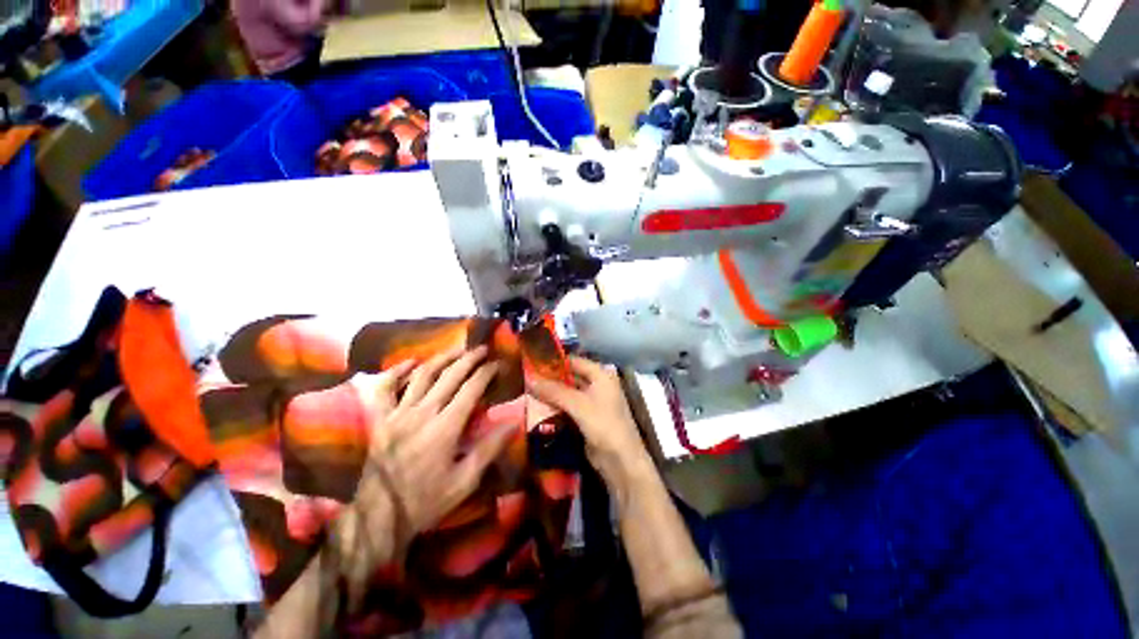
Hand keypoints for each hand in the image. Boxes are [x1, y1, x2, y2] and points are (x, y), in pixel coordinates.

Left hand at [334, 347, 516, 597]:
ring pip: (423, 375)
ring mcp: (398, 413)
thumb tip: (514, 422)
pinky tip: (411, 362)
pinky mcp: (381, 419)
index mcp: (446, 427)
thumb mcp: (465, 481)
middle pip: (449, 375)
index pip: (471, 389)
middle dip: (468, 359)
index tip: (497, 363)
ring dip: (441, 358)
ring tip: (456, 349)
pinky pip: (387, 388)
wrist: (377, 518)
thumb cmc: (425, 502)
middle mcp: (423, 412)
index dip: (486, 373)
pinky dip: (398, 371)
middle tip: (481, 348)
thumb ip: (489, 449)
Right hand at [527, 356, 650, 484]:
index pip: (574, 361)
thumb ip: (554, 391)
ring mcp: (593, 402)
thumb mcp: (578, 404)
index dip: (554, 361)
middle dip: (551, 378)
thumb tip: (529, 379)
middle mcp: (598, 384)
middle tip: (526, 378)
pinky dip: (556, 406)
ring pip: (568, 392)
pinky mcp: (587, 417)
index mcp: (601, 374)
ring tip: (528, 391)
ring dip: (552, 393)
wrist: (620, 460)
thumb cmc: (603, 424)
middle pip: (571, 376)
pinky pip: (568, 407)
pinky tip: (538, 407)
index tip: (532, 362)